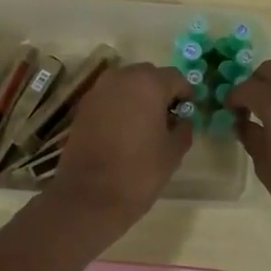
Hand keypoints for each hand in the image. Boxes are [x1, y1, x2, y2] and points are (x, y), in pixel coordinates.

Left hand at [45, 63, 192, 228]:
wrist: (90, 195)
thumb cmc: (139, 172)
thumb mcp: (173, 152)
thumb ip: (183, 128)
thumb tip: (182, 119)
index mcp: (148, 84)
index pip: (175, 78)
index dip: (185, 93)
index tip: (188, 111)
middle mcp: (121, 78)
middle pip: (148, 75)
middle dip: (160, 91)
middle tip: (167, 116)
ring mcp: (98, 91)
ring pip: (126, 84)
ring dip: (138, 96)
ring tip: (144, 123)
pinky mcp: (83, 107)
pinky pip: (108, 97)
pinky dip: (119, 106)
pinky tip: (123, 129)